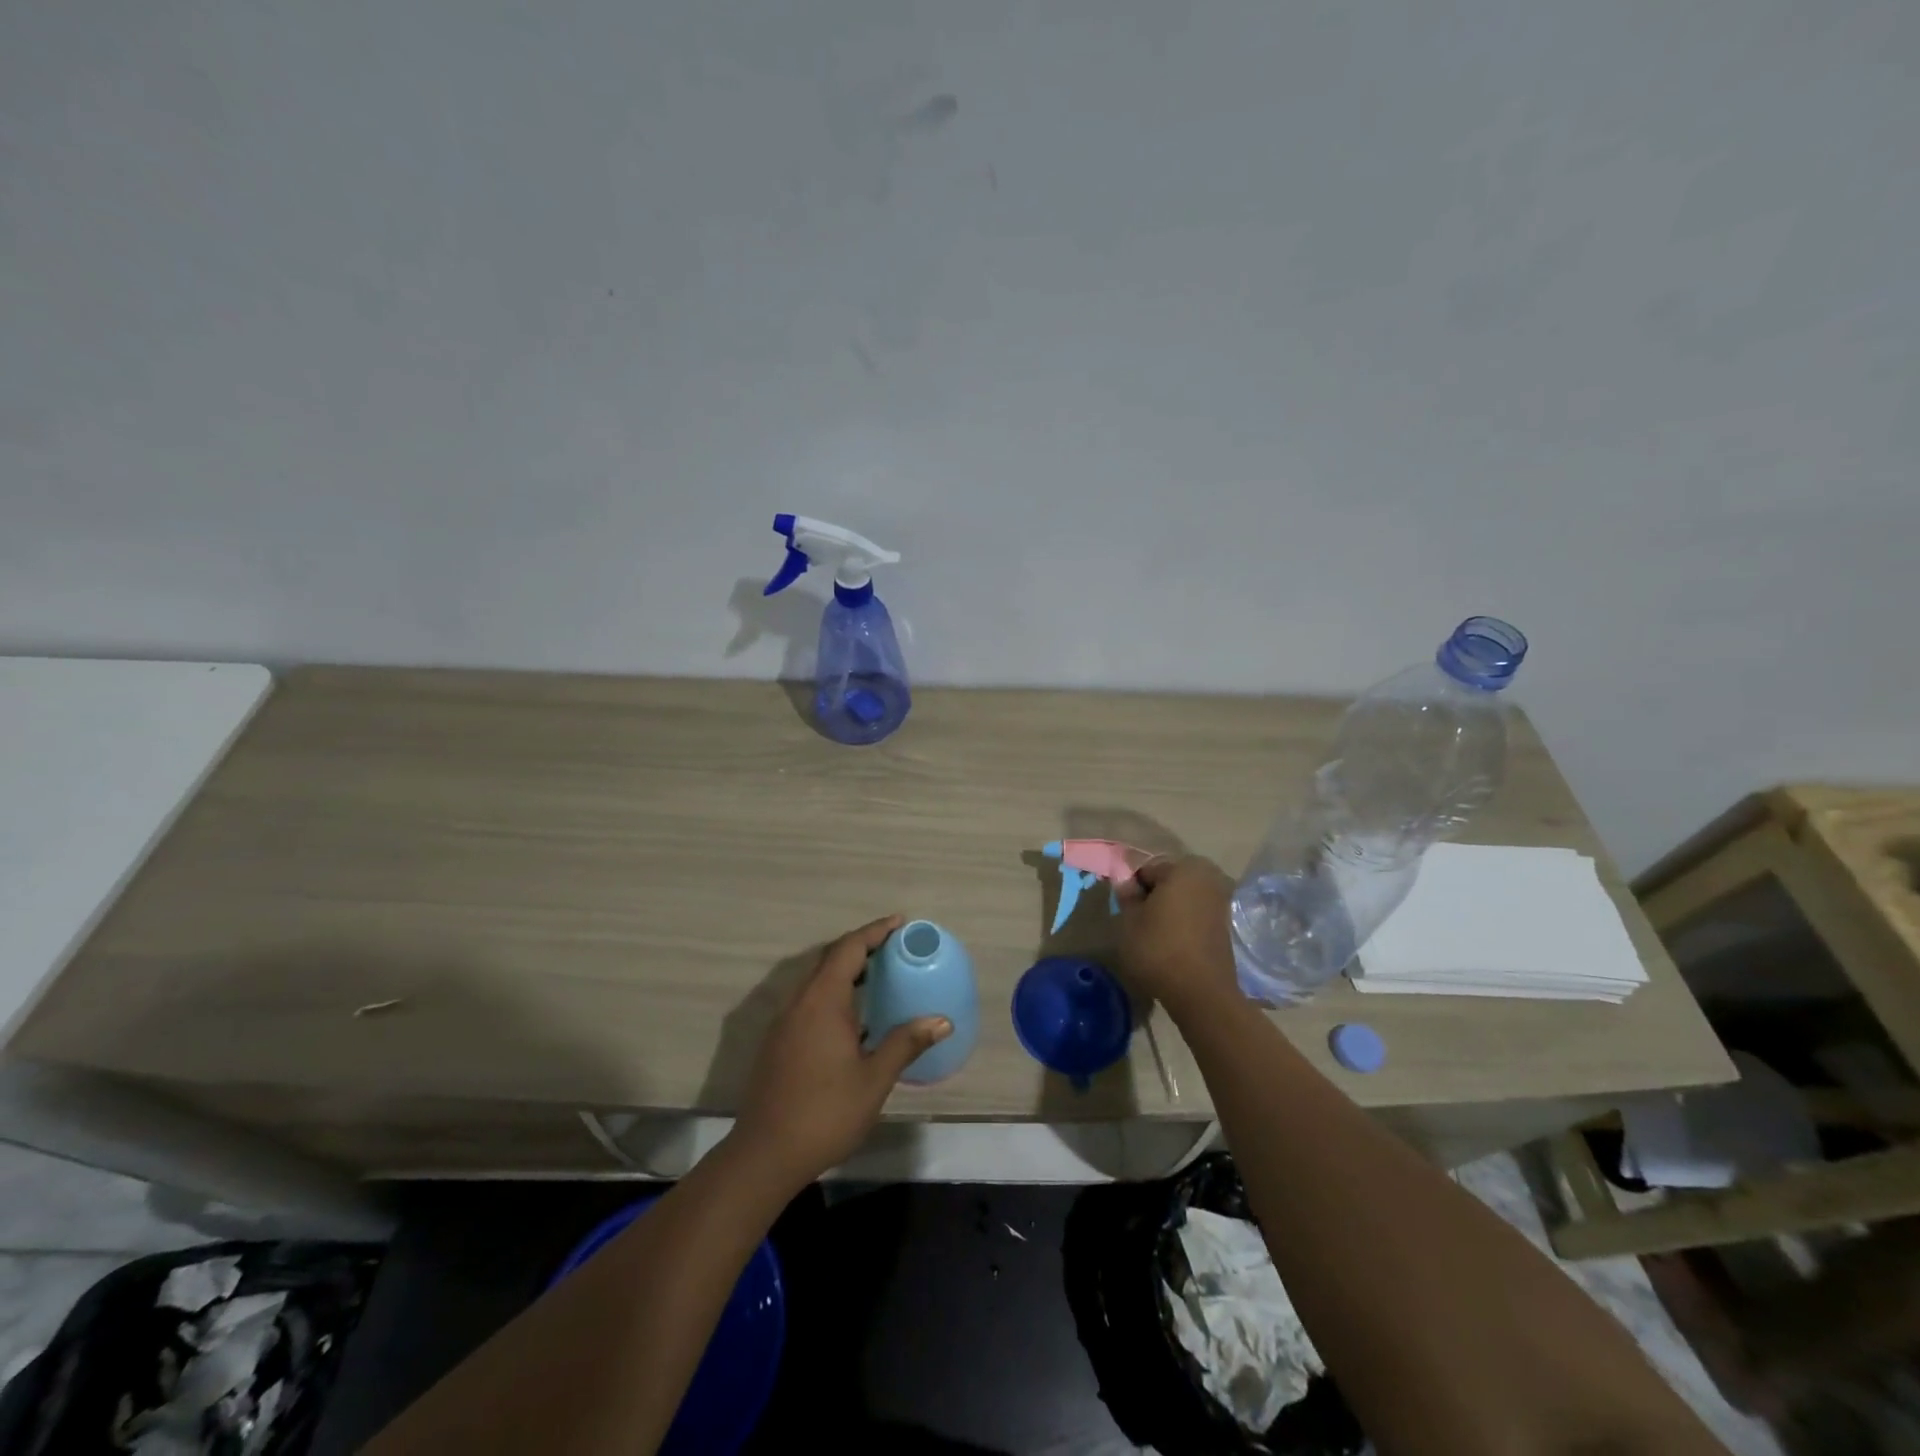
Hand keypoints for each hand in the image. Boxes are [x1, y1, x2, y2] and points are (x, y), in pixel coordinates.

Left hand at [734, 915, 951, 1188]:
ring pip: (817, 980)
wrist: (765, 1154)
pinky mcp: (778, 1042)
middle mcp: (799, 1002)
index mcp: (822, 1001)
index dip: (875, 931)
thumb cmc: (825, 1112)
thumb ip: (905, 1044)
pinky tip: (852, 1017)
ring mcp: (784, 1022)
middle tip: (894, 947)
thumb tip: (941, 1021)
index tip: (900, 922)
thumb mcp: (874, 1079)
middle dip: (862, 947)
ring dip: (846, 971)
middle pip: (830, 959)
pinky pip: (809, 1000)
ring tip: (878, 976)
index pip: (849, 949)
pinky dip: (833, 993)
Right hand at [1116, 856, 1240, 1021]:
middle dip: (1153, 894)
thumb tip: (1127, 883)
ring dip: (1169, 908)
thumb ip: (1127, 895)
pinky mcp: (1226, 923)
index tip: (1126, 910)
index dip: (1132, 888)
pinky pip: (1196, 912)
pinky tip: (1172, 941)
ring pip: (1183, 896)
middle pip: (1168, 880)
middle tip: (1139, 920)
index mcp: (1183, 868)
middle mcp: (1208, 877)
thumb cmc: (1159, 949)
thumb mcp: (1130, 920)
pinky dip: (1183, 920)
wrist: (1201, 992)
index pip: (1147, 869)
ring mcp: (1221, 900)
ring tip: (1153, 932)